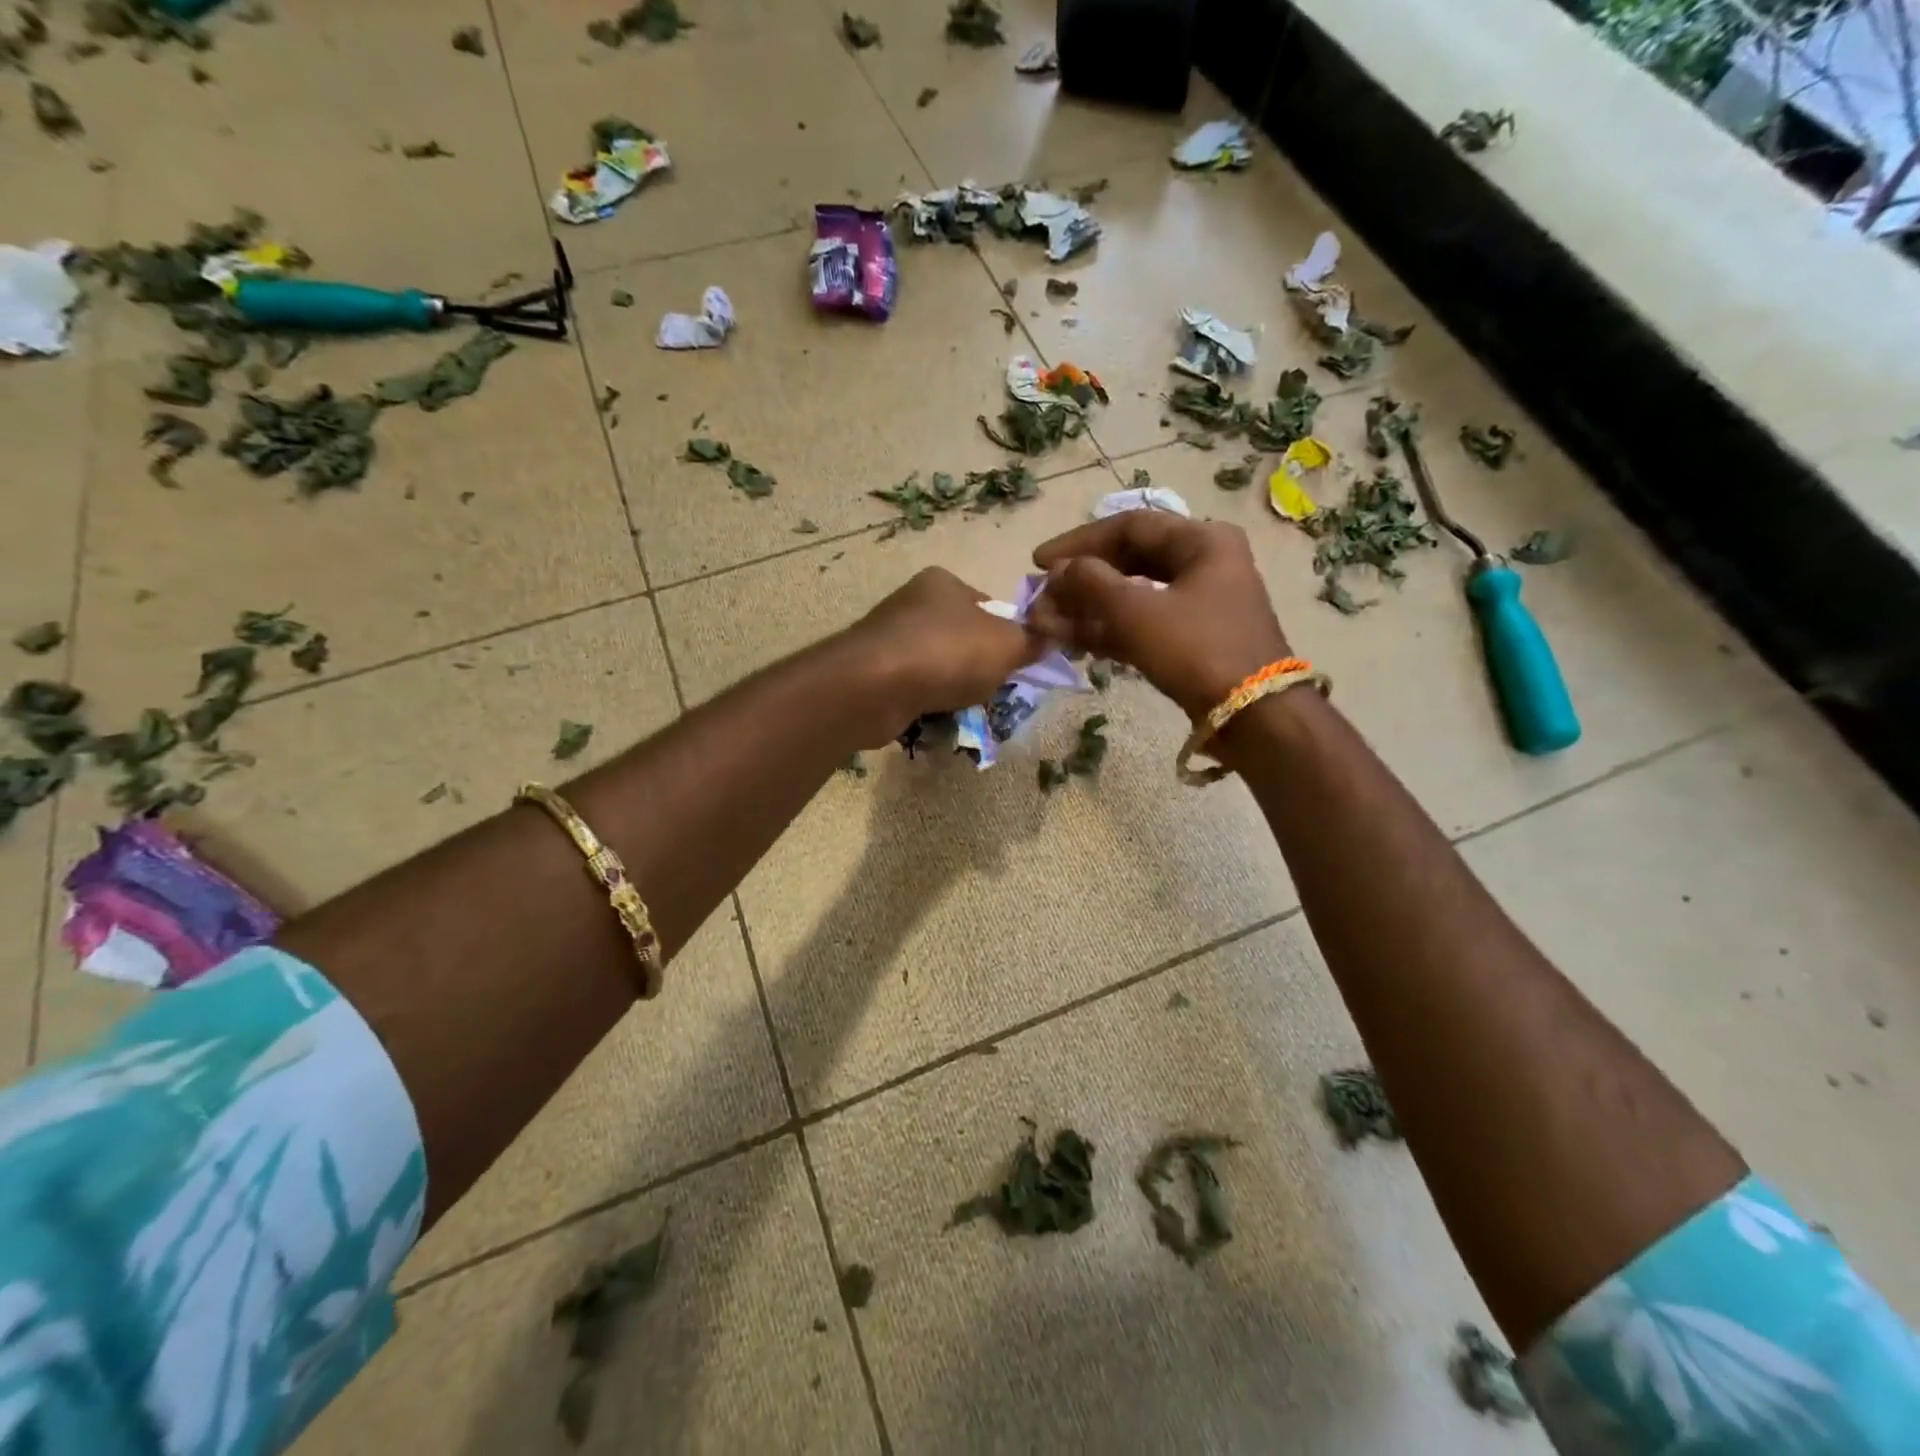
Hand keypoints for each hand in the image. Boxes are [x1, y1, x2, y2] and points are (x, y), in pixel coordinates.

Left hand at [842, 567, 1046, 737]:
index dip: (1008, 634)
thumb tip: (1051, 638)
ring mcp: (889, 640)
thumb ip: (1032, 641)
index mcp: (943, 583)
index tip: (1017, 663)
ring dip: (955, 691)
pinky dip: (928, 705)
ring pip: (939, 668)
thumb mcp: (1007, 644)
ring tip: (966, 710)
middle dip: (980, 668)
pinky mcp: (874, 675)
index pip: (988, 605)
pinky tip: (937, 719)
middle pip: (963, 639)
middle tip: (994, 691)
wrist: (875, 687)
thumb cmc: (947, 652)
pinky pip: (915, 691)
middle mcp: (913, 604)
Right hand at [1029, 513, 1289, 718]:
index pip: (1128, 526)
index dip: (1079, 542)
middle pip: (1129, 560)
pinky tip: (1072, 641)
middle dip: (1081, 580)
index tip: (1039, 562)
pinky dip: (1108, 630)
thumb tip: (1059, 570)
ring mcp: (1198, 603)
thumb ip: (1091, 584)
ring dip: (1088, 609)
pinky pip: (1142, 623)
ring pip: (1132, 595)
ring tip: (1047, 623)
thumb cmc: (1197, 650)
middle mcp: (1203, 563)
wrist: (1253, 717)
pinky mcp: (1191, 638)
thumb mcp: (1138, 612)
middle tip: (1043, 594)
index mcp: (1201, 541)